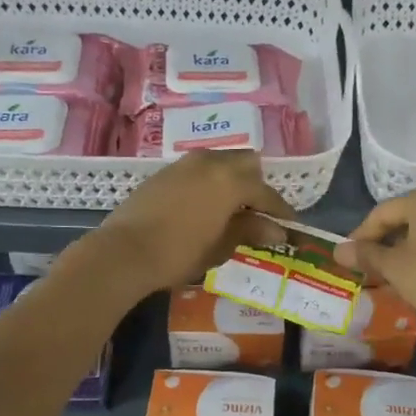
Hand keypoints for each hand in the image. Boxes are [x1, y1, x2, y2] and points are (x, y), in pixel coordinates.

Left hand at [87, 150, 290, 299]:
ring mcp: (184, 164)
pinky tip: (204, 207)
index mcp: (230, 180)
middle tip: (258, 213)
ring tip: (232, 208)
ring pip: (220, 162)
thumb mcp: (221, 246)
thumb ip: (250, 231)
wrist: (124, 252)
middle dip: (256, 185)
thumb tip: (276, 229)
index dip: (281, 211)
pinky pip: (198, 170)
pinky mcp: (164, 173)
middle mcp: (210, 163)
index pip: (266, 193)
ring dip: (231, 180)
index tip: (290, 226)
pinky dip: (209, 183)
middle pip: (245, 163)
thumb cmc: (180, 253)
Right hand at [334, 184, 415, 337]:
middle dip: (386, 243)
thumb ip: (365, 255)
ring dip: (408, 251)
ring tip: (393, 276)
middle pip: (408, 220)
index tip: (349, 256)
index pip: (383, 212)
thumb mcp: (393, 267)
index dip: (362, 235)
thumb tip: (338, 250)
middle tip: (369, 267)